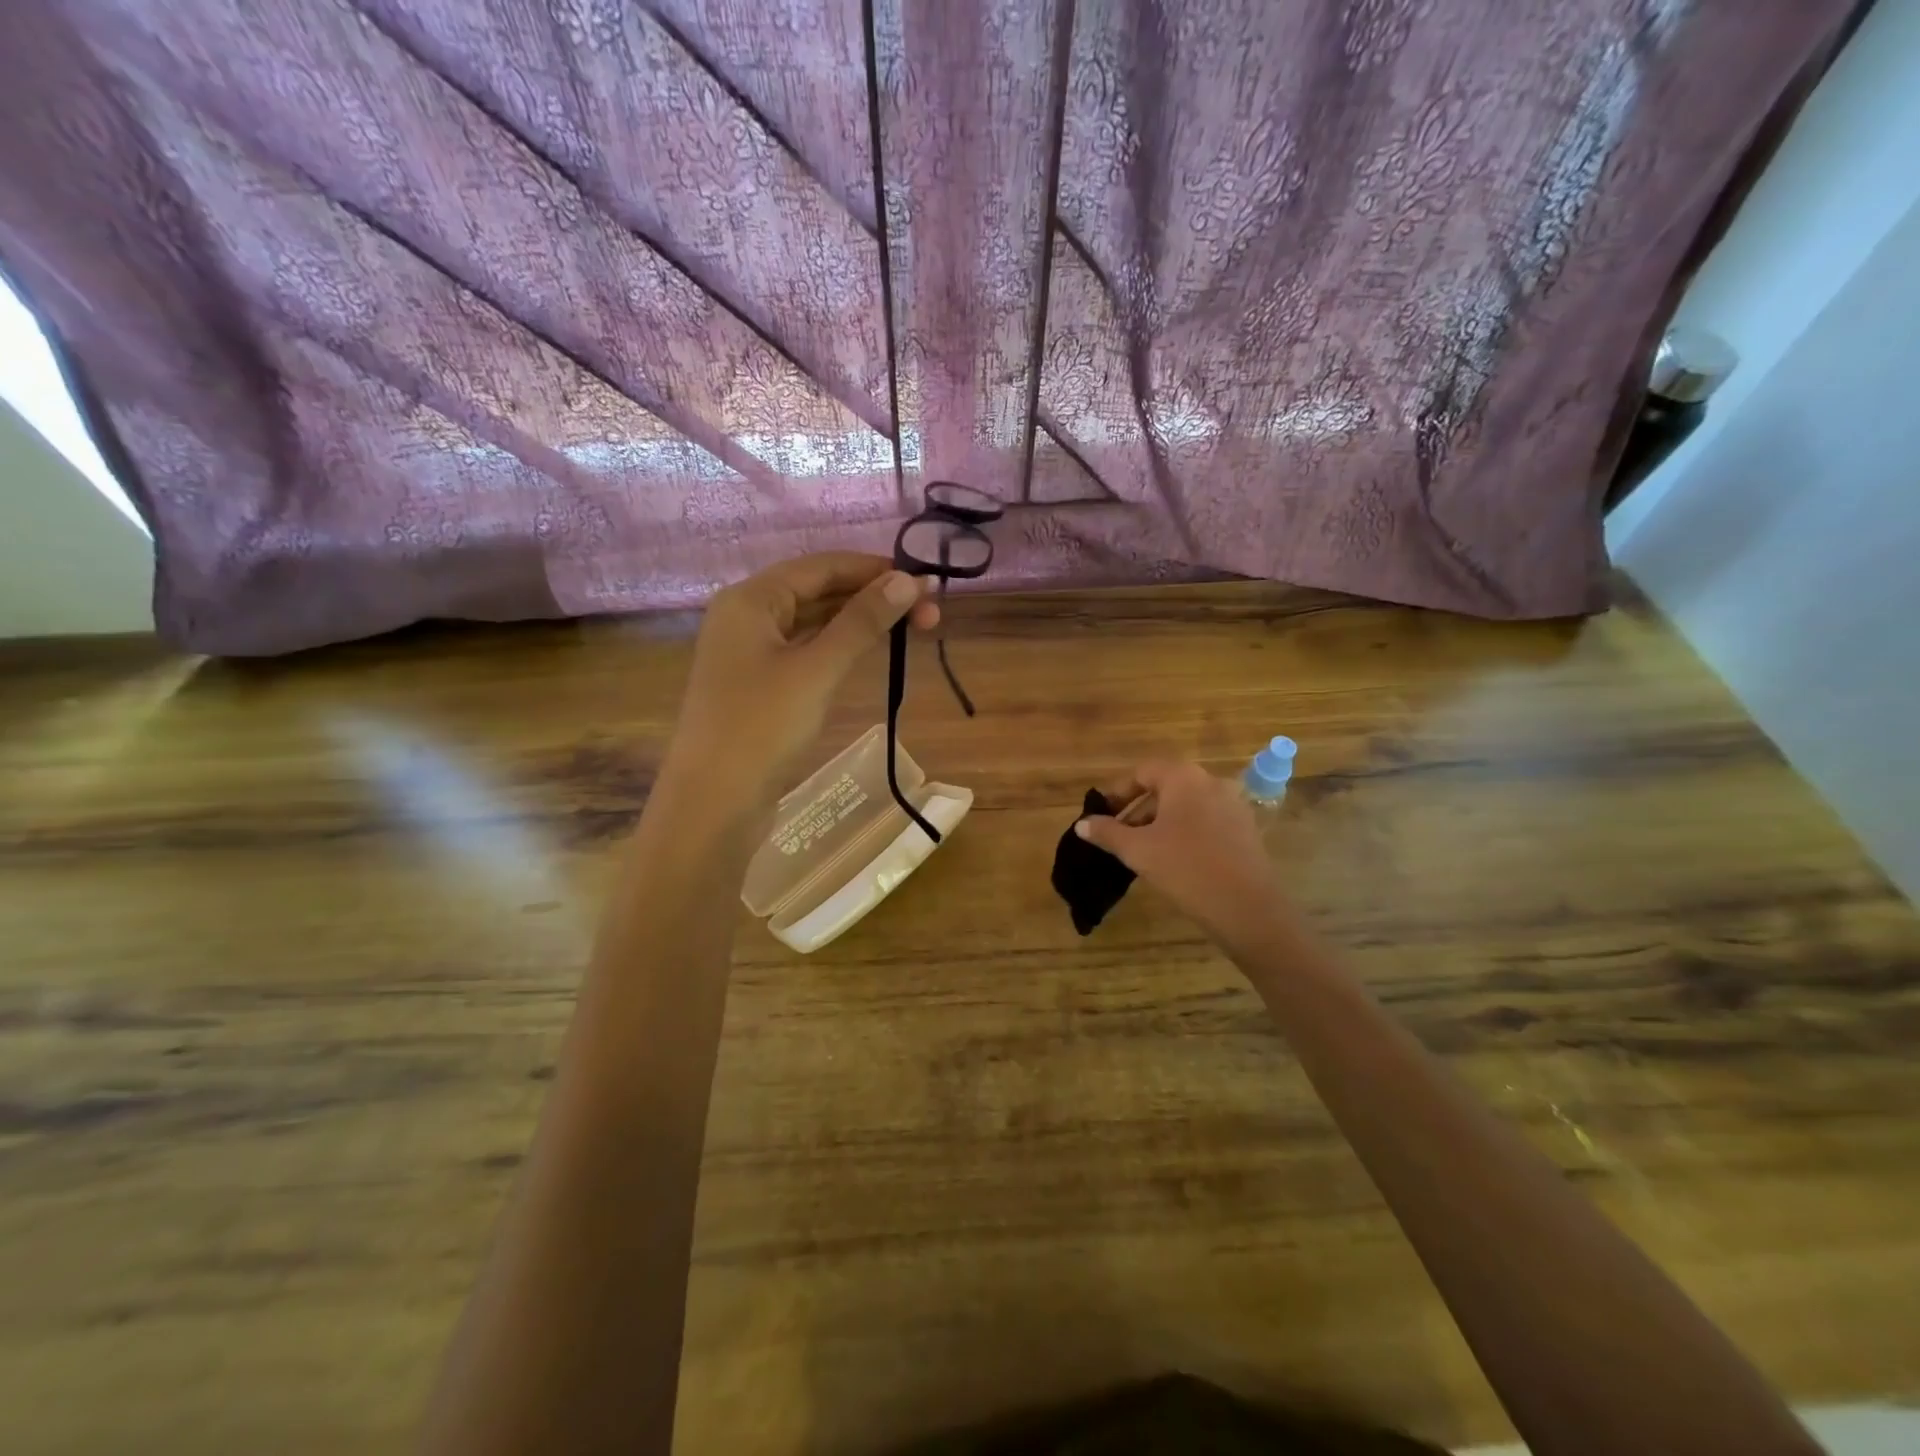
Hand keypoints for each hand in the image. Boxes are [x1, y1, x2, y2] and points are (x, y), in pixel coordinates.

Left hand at [663, 553, 938, 806]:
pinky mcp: (760, 686)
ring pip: (814, 623)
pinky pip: (806, 651)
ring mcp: (751, 653)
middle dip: (873, 597)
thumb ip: (862, 621)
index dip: (875, 570)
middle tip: (929, 613)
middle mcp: (747, 616)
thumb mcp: (817, 669)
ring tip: (913, 628)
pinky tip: (870, 651)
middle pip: (818, 591)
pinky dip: (840, 647)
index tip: (925, 582)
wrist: (714, 803)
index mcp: (751, 599)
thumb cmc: (762, 727)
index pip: (821, 566)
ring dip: (860, 622)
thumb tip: (907, 579)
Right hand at [1075, 761, 1290, 944]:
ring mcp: (1233, 805)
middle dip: (1137, 809)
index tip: (1100, 814)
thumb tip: (1082, 824)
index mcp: (1183, 777)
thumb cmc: (1186, 868)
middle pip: (1165, 787)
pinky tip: (1172, 859)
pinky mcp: (1245, 829)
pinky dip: (1183, 832)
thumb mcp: (1138, 850)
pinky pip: (1205, 821)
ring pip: (1185, 806)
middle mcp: (1211, 782)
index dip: (1117, 792)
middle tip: (1116, 835)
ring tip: (1140, 851)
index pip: (1142, 772)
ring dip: (1159, 822)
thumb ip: (1107, 832)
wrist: (1247, 908)